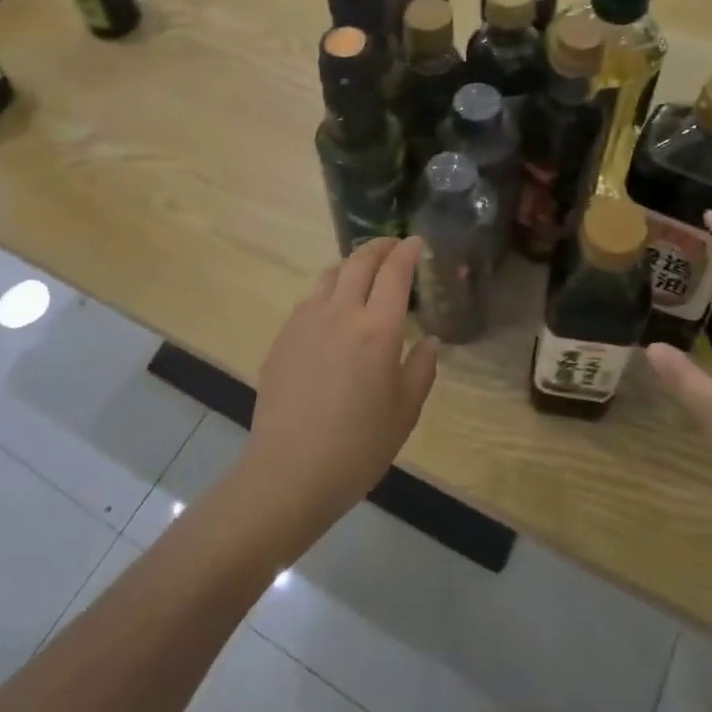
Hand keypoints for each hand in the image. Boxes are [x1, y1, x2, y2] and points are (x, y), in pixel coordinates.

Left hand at [239, 237, 439, 540]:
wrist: (290, 470)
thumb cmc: (358, 446)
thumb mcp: (405, 412)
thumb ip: (421, 370)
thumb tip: (428, 342)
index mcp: (378, 329)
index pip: (395, 273)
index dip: (407, 252)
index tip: (416, 242)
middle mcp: (341, 313)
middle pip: (359, 262)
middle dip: (379, 247)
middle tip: (392, 246)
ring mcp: (306, 322)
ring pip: (330, 276)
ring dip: (351, 266)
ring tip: (362, 274)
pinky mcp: (283, 337)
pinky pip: (309, 301)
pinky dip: (328, 292)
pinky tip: (332, 312)